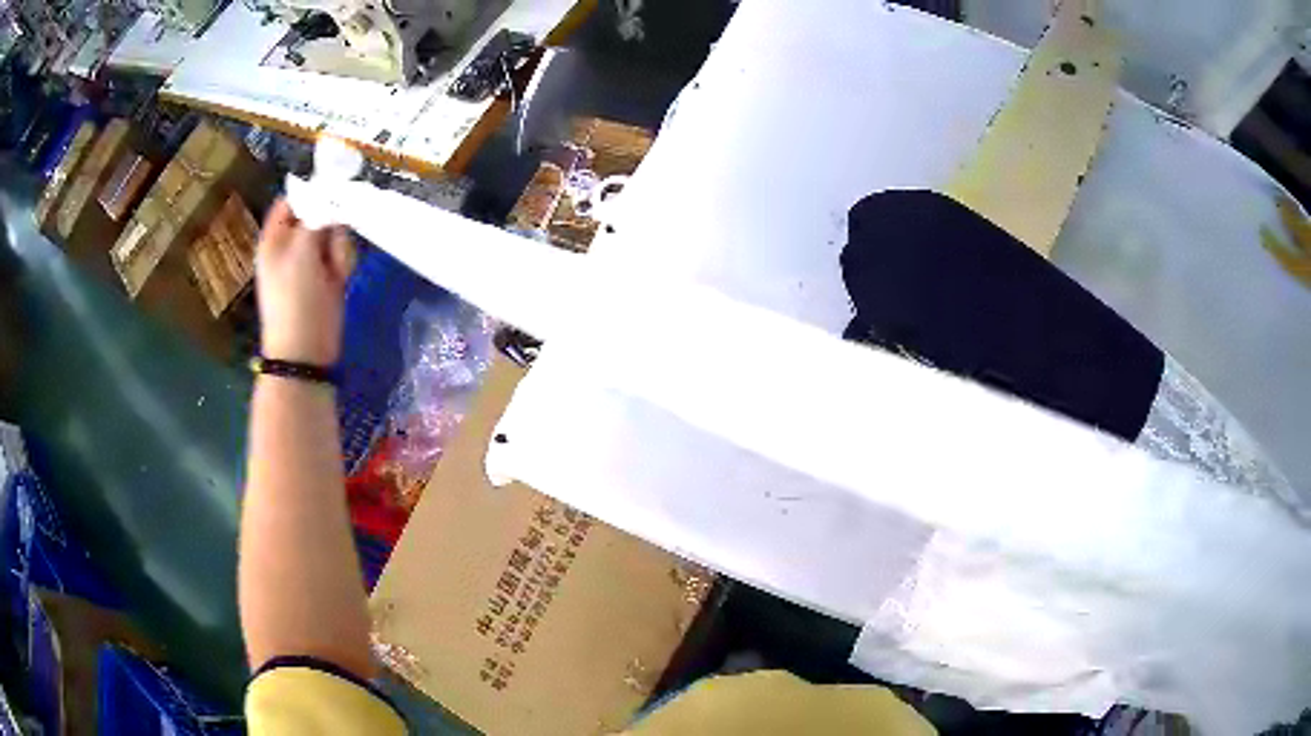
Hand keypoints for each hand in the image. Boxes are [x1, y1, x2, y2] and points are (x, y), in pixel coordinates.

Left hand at [255, 199, 355, 365]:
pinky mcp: (328, 275)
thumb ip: (316, 216)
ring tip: (334, 269)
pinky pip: (342, 254)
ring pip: (336, 233)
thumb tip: (331, 190)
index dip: (313, 189)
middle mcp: (291, 243)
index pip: (293, 198)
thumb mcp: (301, 251)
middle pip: (320, 212)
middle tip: (330, 241)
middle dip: (331, 224)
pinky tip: (340, 278)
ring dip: (339, 247)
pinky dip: (343, 262)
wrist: (306, 351)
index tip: (336, 185)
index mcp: (275, 237)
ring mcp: (310, 260)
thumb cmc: (295, 299)